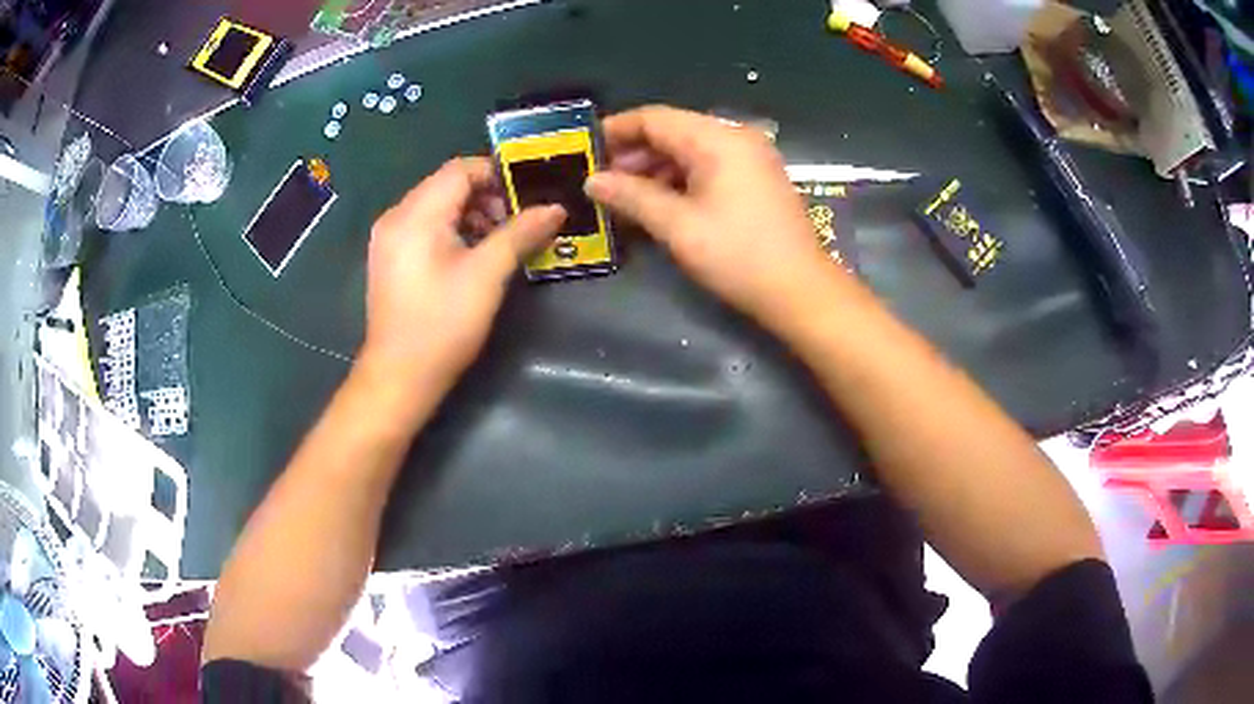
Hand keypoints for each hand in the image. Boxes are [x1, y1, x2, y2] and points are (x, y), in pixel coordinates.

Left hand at [361, 157, 564, 384]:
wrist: (399, 377)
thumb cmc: (443, 325)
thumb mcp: (487, 276)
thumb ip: (520, 234)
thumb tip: (555, 208)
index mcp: (416, 214)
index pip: (461, 169)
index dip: (497, 174)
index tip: (529, 194)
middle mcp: (396, 216)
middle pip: (447, 185)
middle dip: (486, 196)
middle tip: (518, 222)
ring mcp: (388, 238)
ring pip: (436, 206)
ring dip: (471, 214)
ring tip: (499, 241)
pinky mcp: (389, 258)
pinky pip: (424, 226)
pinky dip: (452, 230)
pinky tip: (472, 255)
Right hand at [585, 106, 840, 325]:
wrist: (800, 291)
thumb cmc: (737, 255)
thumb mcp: (678, 226)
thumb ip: (631, 196)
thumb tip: (592, 181)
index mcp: (717, 138)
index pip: (655, 118)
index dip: (616, 130)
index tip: (585, 150)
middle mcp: (736, 137)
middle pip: (673, 131)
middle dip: (634, 153)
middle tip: (601, 181)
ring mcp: (751, 157)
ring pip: (690, 149)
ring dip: (656, 168)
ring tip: (625, 196)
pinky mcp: (757, 178)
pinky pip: (709, 165)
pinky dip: (681, 179)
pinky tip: (660, 202)